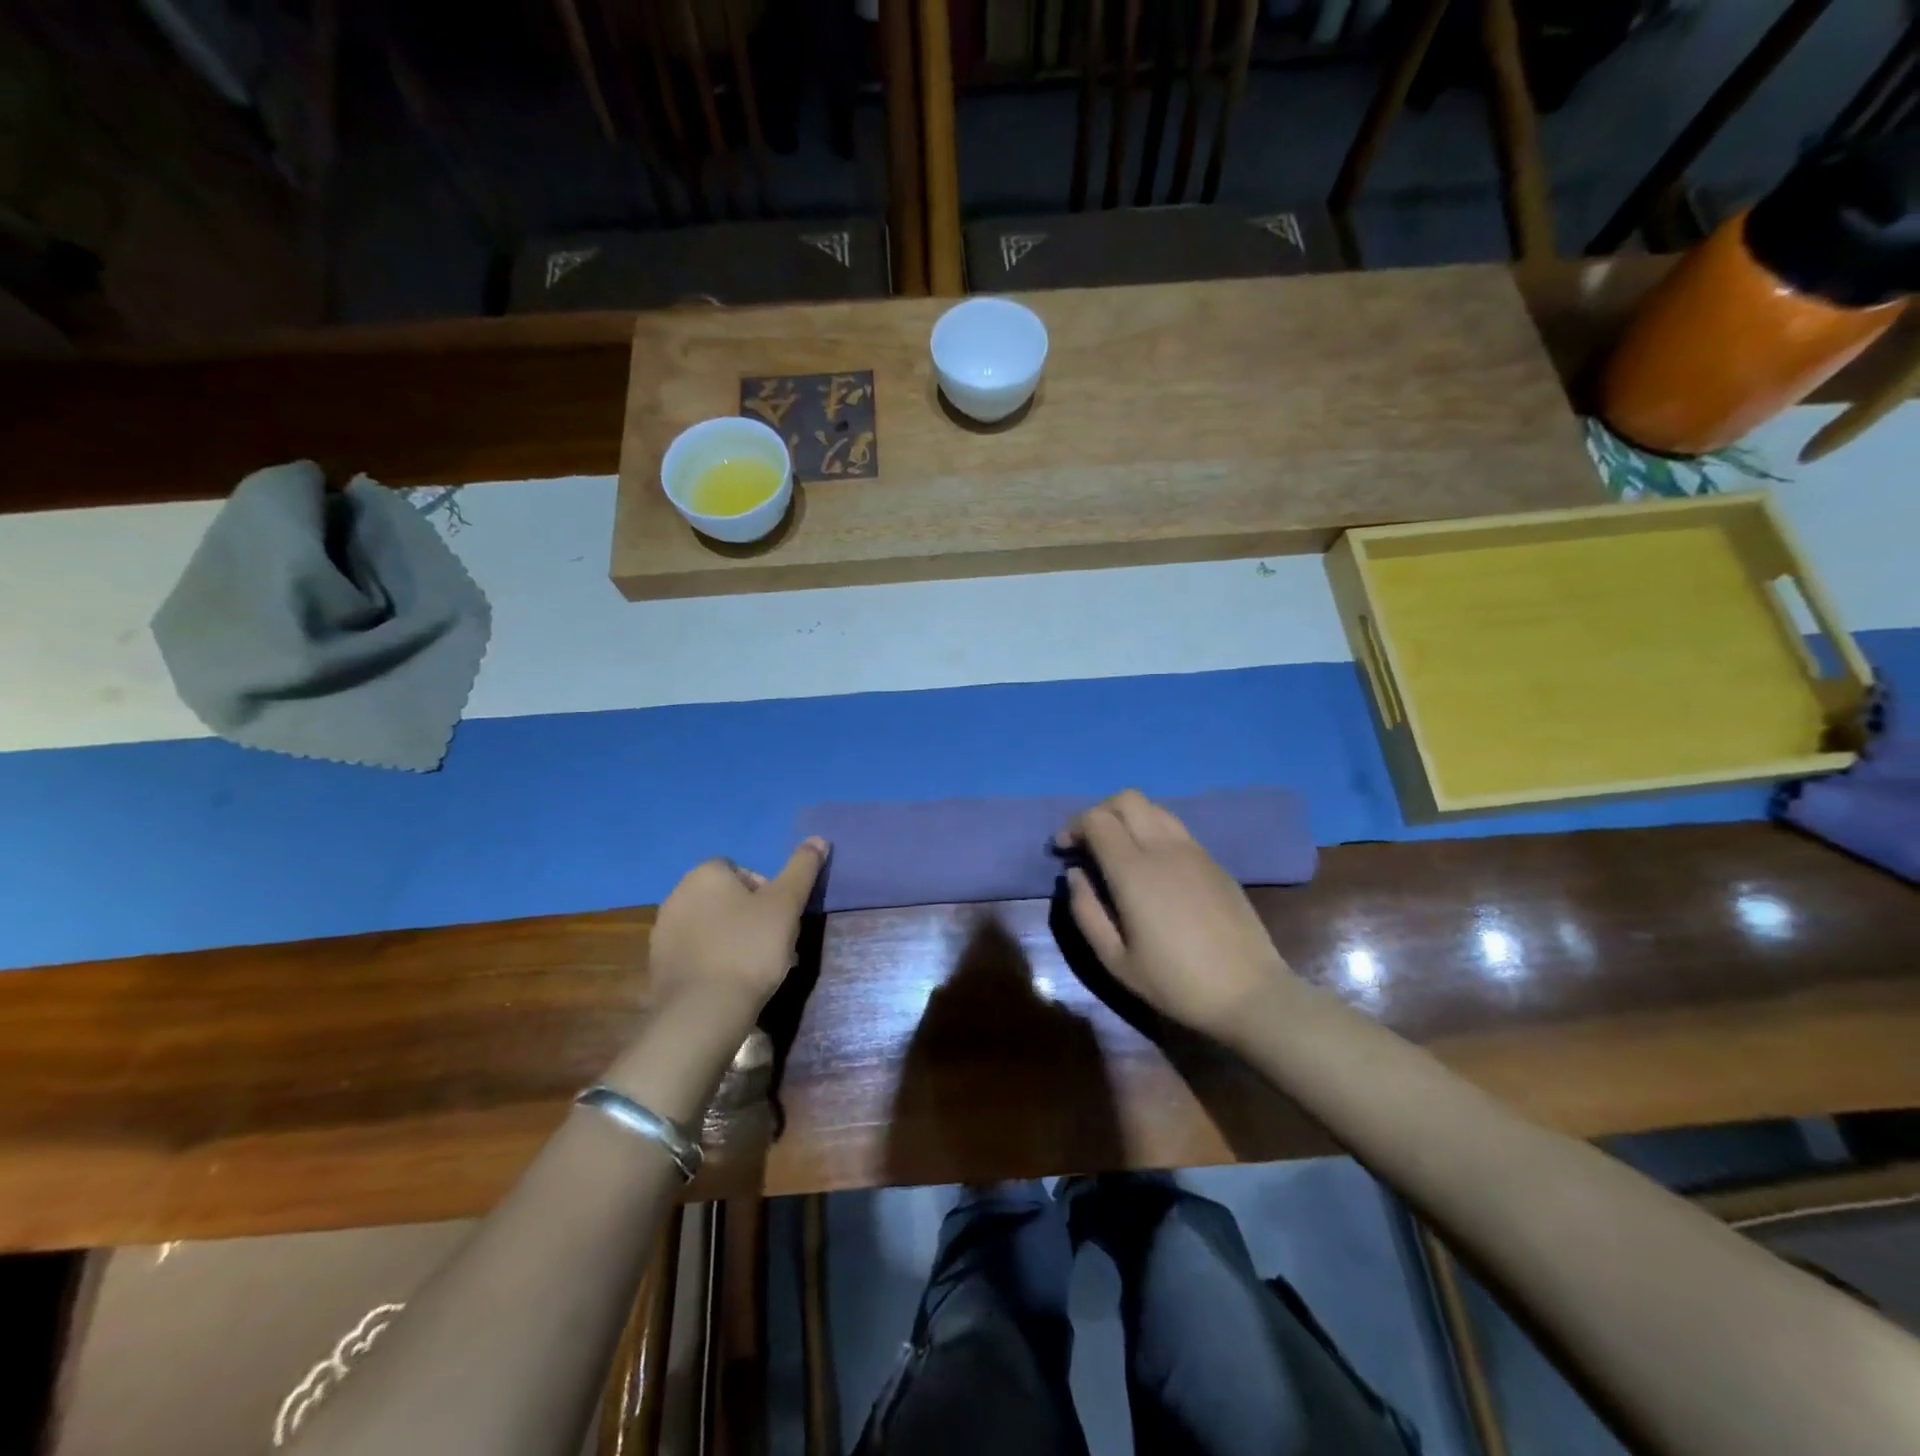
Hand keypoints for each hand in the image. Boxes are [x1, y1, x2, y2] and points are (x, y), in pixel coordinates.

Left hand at [647, 838, 827, 1014]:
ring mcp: (663, 931)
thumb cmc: (749, 948)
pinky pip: (695, 952)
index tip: (779, 917)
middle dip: (749, 915)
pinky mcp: (658, 964)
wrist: (703, 1012)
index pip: (740, 870)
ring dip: (731, 937)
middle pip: (725, 897)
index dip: (765, 891)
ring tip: (754, 966)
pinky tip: (730, 981)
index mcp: (705, 874)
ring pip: (710, 926)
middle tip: (772, 942)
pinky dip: (713, 959)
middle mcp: (677, 894)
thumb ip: (802, 868)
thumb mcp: (786, 905)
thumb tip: (818, 838)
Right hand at [1060, 791, 1290, 1041]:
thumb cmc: (1175, 982)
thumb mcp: (1116, 960)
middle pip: (1126, 799)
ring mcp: (1194, 851)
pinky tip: (1151, 864)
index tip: (1063, 849)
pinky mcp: (1214, 862)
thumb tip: (1075, 874)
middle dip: (1099, 811)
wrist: (1249, 993)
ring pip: (1154, 807)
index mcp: (1134, 871)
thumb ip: (1086, 911)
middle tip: (1088, 842)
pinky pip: (1176, 828)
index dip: (1073, 826)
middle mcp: (1164, 848)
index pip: (1097, 820)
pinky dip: (1152, 830)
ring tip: (1118, 848)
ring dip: (1128, 817)